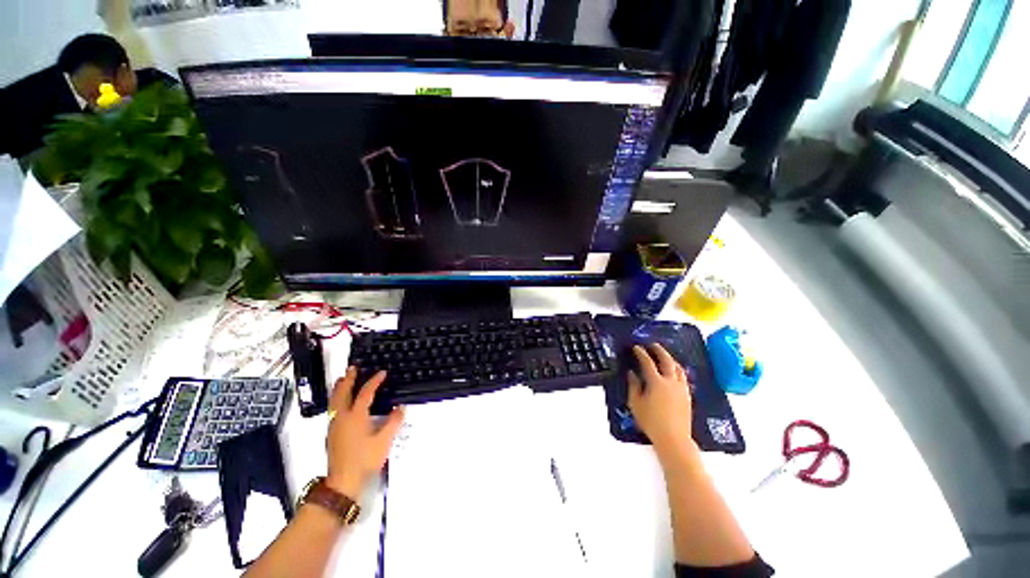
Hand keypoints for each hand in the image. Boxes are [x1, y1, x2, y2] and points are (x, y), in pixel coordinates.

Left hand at [325, 367, 403, 498]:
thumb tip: (401, 408)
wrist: (343, 482)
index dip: (374, 381)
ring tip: (343, 379)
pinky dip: (337, 399)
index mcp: (356, 416)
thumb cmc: (365, 459)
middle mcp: (342, 417)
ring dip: (339, 388)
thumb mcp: (384, 441)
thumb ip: (393, 422)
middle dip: (348, 379)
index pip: (365, 393)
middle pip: (342, 393)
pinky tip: (341, 402)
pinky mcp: (331, 433)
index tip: (382, 373)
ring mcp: (334, 425)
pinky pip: (333, 409)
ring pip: (334, 401)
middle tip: (353, 368)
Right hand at [627, 344, 694, 454]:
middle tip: (653, 345)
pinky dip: (677, 370)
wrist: (674, 438)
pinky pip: (683, 377)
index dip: (641, 353)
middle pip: (667, 361)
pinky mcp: (687, 396)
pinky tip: (674, 372)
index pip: (648, 362)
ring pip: (678, 368)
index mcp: (656, 382)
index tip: (636, 347)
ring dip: (670, 359)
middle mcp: (671, 382)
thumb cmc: (651, 421)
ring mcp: (681, 388)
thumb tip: (632, 373)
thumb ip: (633, 386)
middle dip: (659, 350)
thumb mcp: (636, 403)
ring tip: (664, 356)